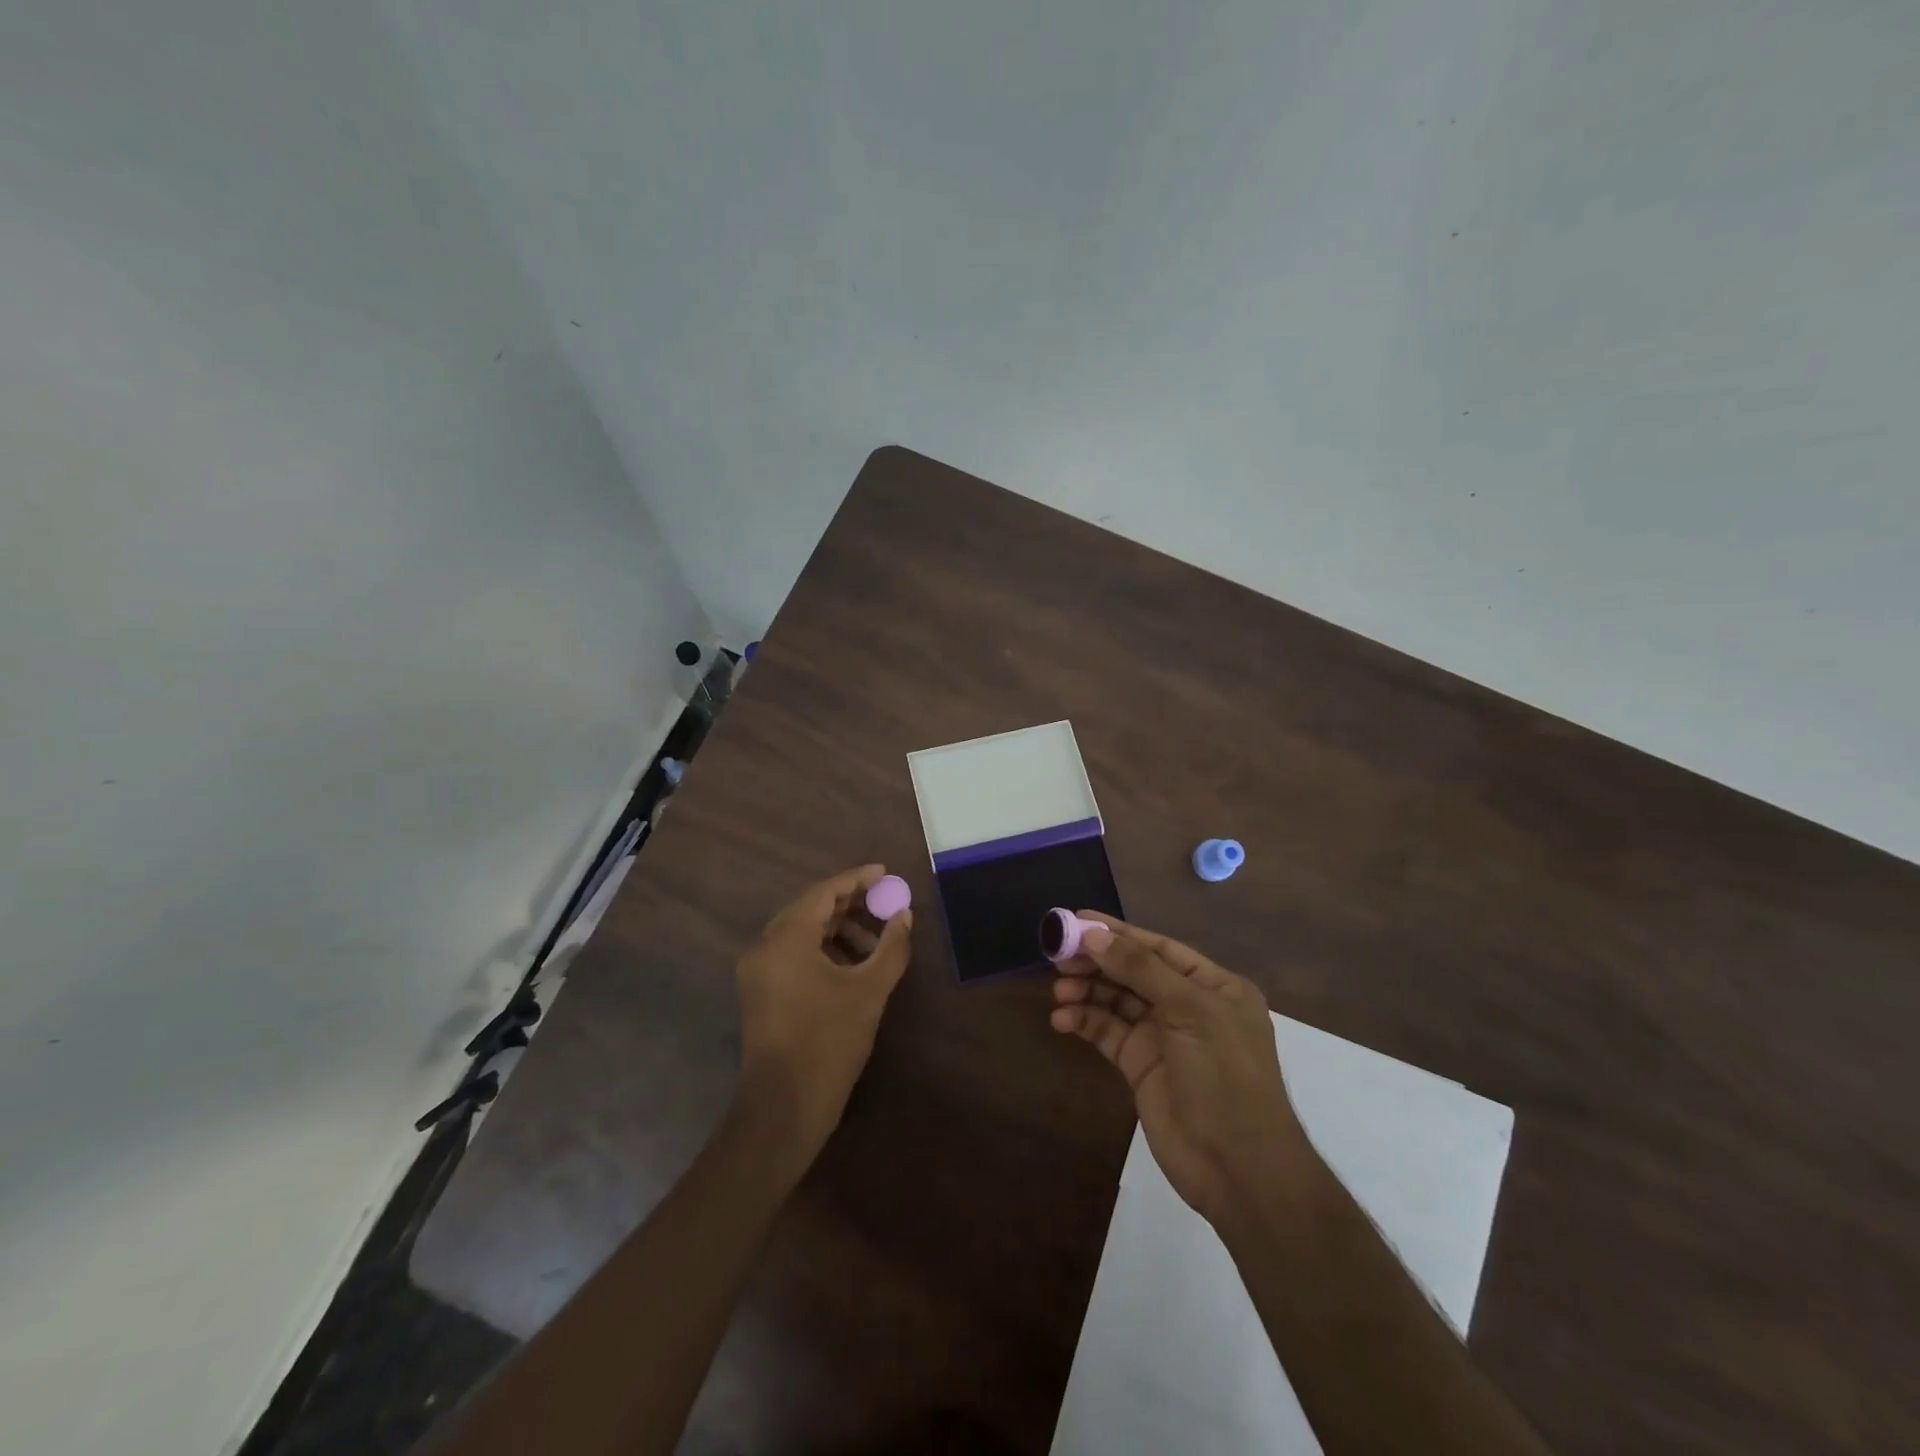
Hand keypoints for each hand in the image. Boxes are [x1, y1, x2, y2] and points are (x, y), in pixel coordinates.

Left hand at [734, 865, 913, 1164]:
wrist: (784, 1108)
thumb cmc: (829, 1043)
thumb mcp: (869, 992)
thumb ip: (891, 947)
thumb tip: (904, 916)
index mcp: (786, 940)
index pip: (823, 893)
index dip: (856, 879)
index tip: (885, 873)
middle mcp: (764, 947)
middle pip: (809, 908)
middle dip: (849, 903)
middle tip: (884, 901)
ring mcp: (757, 970)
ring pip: (800, 931)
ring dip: (837, 928)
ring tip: (874, 941)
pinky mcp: (759, 991)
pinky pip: (792, 953)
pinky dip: (821, 949)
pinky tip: (851, 964)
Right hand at [1051, 914, 1317, 1227]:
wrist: (1237, 1167)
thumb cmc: (1223, 1075)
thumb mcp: (1189, 1011)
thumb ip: (1140, 969)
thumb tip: (1094, 934)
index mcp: (1214, 986)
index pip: (1158, 948)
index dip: (1118, 933)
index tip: (1076, 920)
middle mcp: (1188, 1005)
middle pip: (1133, 972)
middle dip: (1097, 962)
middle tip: (1058, 956)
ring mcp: (1163, 1037)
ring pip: (1117, 1001)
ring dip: (1087, 991)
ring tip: (1058, 990)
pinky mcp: (1141, 1065)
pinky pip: (1108, 1032)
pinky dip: (1084, 1021)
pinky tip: (1062, 1019)